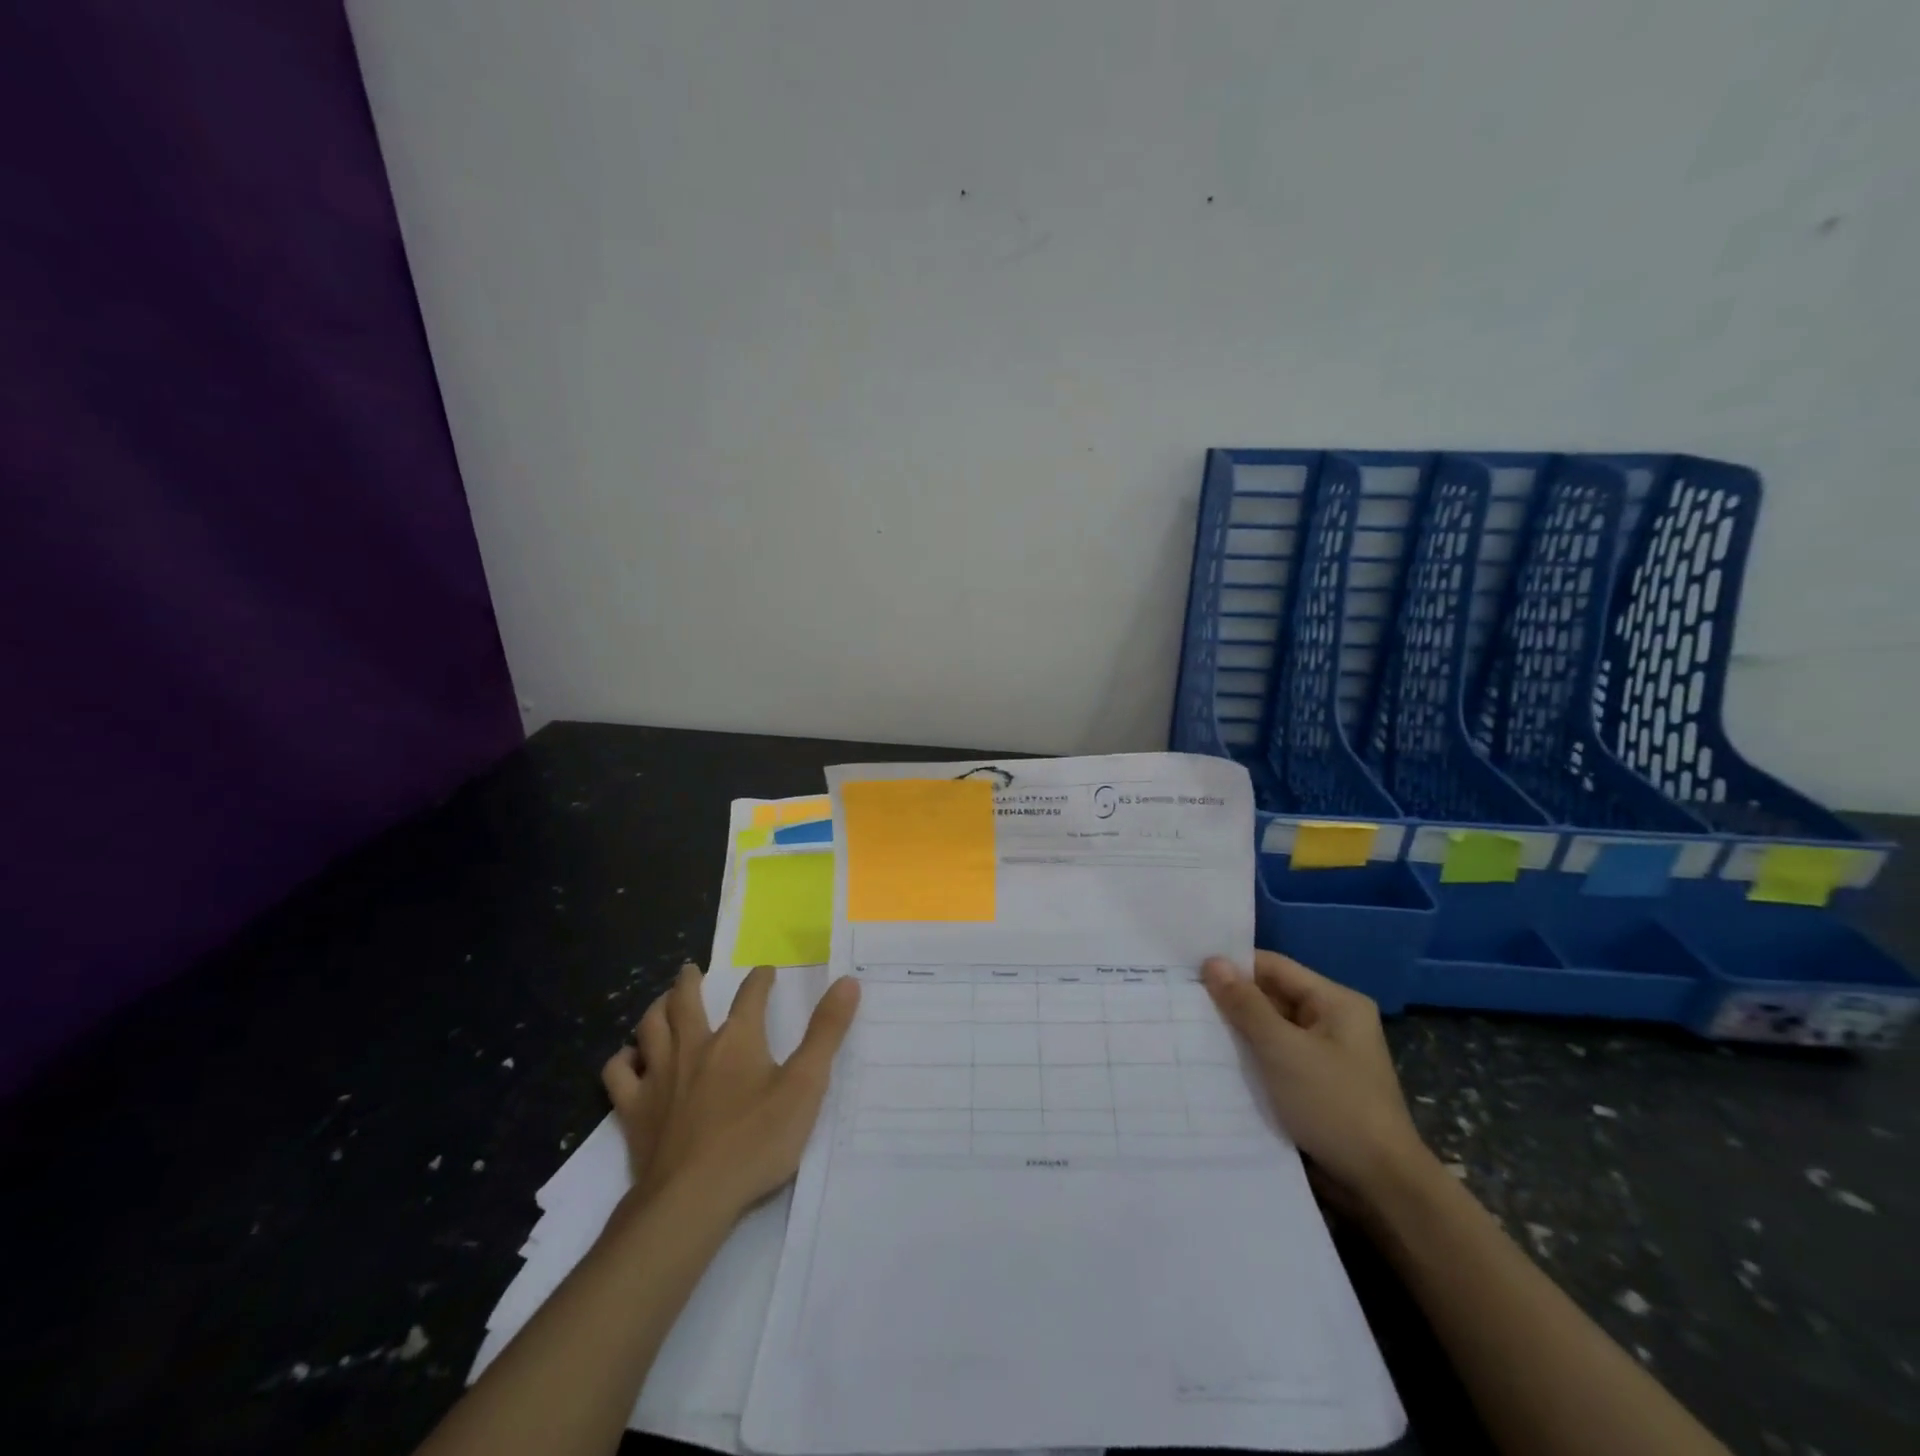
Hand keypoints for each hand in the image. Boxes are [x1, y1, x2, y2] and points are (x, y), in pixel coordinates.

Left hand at [601, 962, 860, 1217]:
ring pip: (650, 1028)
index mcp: (737, 1039)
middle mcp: (694, 1048)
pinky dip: (623, 1059)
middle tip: (691, 970)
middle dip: (690, 982)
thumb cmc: (755, 1141)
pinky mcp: (634, 1112)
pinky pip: (619, 1074)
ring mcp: (659, 1079)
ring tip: (661, 1002)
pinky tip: (629, 1059)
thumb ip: (826, 1033)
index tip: (766, 971)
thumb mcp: (805, 1086)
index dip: (760, 979)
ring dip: (656, 1009)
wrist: (691, 1199)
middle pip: (686, 1002)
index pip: (750, 995)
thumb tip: (847, 982)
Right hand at [1202, 951, 1428, 1214]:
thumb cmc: (1334, 1104)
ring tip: (1189, 1027)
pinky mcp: (1315, 1086)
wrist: (1381, 1187)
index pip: (1274, 967)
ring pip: (1271, 1030)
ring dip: (1238, 1032)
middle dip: (1232, 1001)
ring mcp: (1325, 1056)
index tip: (1189, 972)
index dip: (1233, 967)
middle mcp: (1333, 1022)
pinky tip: (1216, 1061)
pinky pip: (1276, 1058)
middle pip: (1272, 997)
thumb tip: (1212, 962)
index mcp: (1336, 1002)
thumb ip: (1246, 1005)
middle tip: (1181, 1000)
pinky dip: (1250, 1058)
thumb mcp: (1283, 1049)